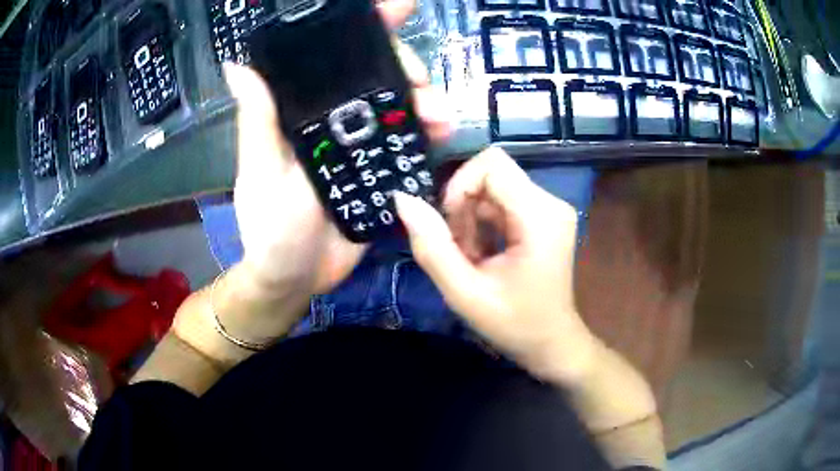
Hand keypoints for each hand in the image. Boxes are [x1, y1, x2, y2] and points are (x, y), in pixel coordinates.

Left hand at [223, 0, 449, 306]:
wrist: (298, 278)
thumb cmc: (270, 228)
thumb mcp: (261, 171)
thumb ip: (258, 121)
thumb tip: (238, 66)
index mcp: (303, 112)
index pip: (332, 59)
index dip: (364, 29)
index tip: (397, 8)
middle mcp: (335, 120)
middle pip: (377, 77)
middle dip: (406, 69)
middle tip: (422, 84)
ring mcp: (363, 145)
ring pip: (401, 109)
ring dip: (426, 103)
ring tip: (440, 117)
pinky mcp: (383, 171)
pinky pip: (411, 145)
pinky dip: (429, 136)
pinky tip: (441, 136)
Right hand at [394, 148, 595, 381]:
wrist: (551, 343)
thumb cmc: (513, 324)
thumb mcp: (464, 293)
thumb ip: (431, 246)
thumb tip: (402, 199)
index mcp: (540, 216)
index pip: (491, 164)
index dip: (459, 188)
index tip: (449, 229)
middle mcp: (551, 202)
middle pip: (491, 173)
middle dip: (464, 206)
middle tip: (460, 250)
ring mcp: (551, 208)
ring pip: (494, 186)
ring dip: (472, 217)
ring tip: (472, 258)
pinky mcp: (545, 216)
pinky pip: (503, 200)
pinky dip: (484, 222)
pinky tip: (485, 254)